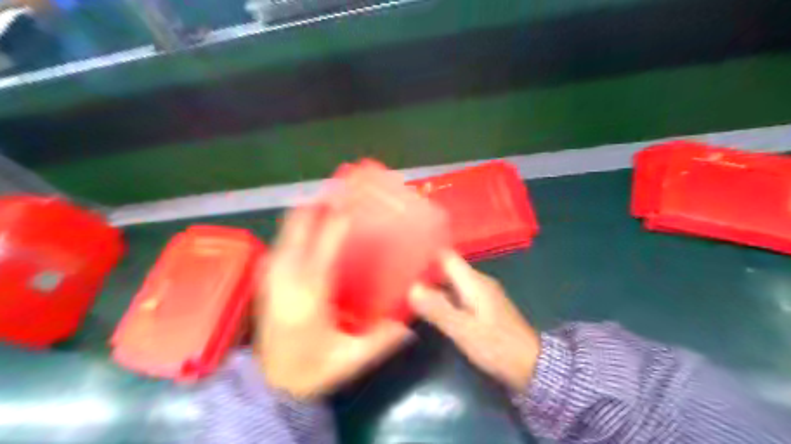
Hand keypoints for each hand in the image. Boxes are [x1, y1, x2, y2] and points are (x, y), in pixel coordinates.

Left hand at [258, 206, 409, 399]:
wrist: (269, 386)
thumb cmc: (310, 370)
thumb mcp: (350, 359)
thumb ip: (381, 340)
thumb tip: (409, 324)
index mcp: (307, 295)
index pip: (322, 246)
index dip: (336, 218)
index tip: (349, 198)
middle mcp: (284, 278)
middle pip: (296, 227)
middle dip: (317, 204)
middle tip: (339, 190)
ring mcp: (271, 276)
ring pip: (286, 230)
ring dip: (307, 212)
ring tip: (329, 201)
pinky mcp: (267, 279)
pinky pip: (282, 241)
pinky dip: (297, 227)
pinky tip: (312, 226)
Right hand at [408, 252, 544, 389]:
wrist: (532, 366)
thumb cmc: (497, 346)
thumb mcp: (463, 330)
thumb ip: (437, 308)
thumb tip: (411, 288)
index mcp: (473, 282)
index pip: (447, 256)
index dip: (426, 254)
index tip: (405, 259)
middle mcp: (478, 282)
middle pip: (448, 268)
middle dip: (425, 272)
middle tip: (401, 279)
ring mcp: (482, 294)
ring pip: (452, 282)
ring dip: (433, 286)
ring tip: (408, 292)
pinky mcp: (483, 307)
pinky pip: (458, 294)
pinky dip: (443, 298)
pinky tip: (430, 307)